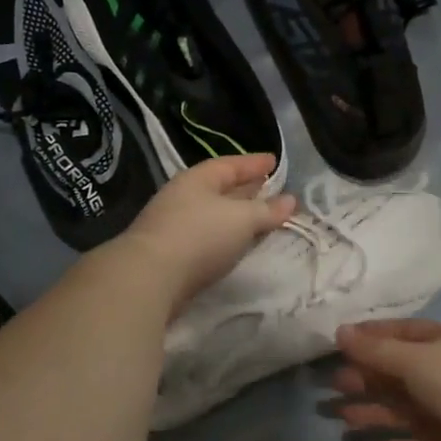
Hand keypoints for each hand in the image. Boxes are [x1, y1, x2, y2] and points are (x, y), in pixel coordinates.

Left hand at [116, 154, 294, 312]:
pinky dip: (225, 235)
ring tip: (260, 218)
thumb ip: (267, 211)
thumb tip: (290, 201)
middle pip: (220, 188)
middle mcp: (183, 197)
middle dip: (246, 188)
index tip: (274, 162)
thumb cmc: (199, 236)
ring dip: (237, 215)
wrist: (149, 278)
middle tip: (271, 188)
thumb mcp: (241, 219)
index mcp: (197, 179)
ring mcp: (174, 225)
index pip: (230, 165)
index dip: (253, 163)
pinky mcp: (172, 253)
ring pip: (214, 214)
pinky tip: (237, 243)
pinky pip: (207, 236)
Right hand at [320, 319, 440, 440]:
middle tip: (334, 385)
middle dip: (365, 379)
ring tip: (343, 417)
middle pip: (395, 374)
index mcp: (437, 343)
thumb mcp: (414, 360)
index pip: (398, 334)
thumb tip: (340, 331)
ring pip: (402, 410)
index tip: (339, 342)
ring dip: (374, 413)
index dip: (369, 337)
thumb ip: (376, 351)